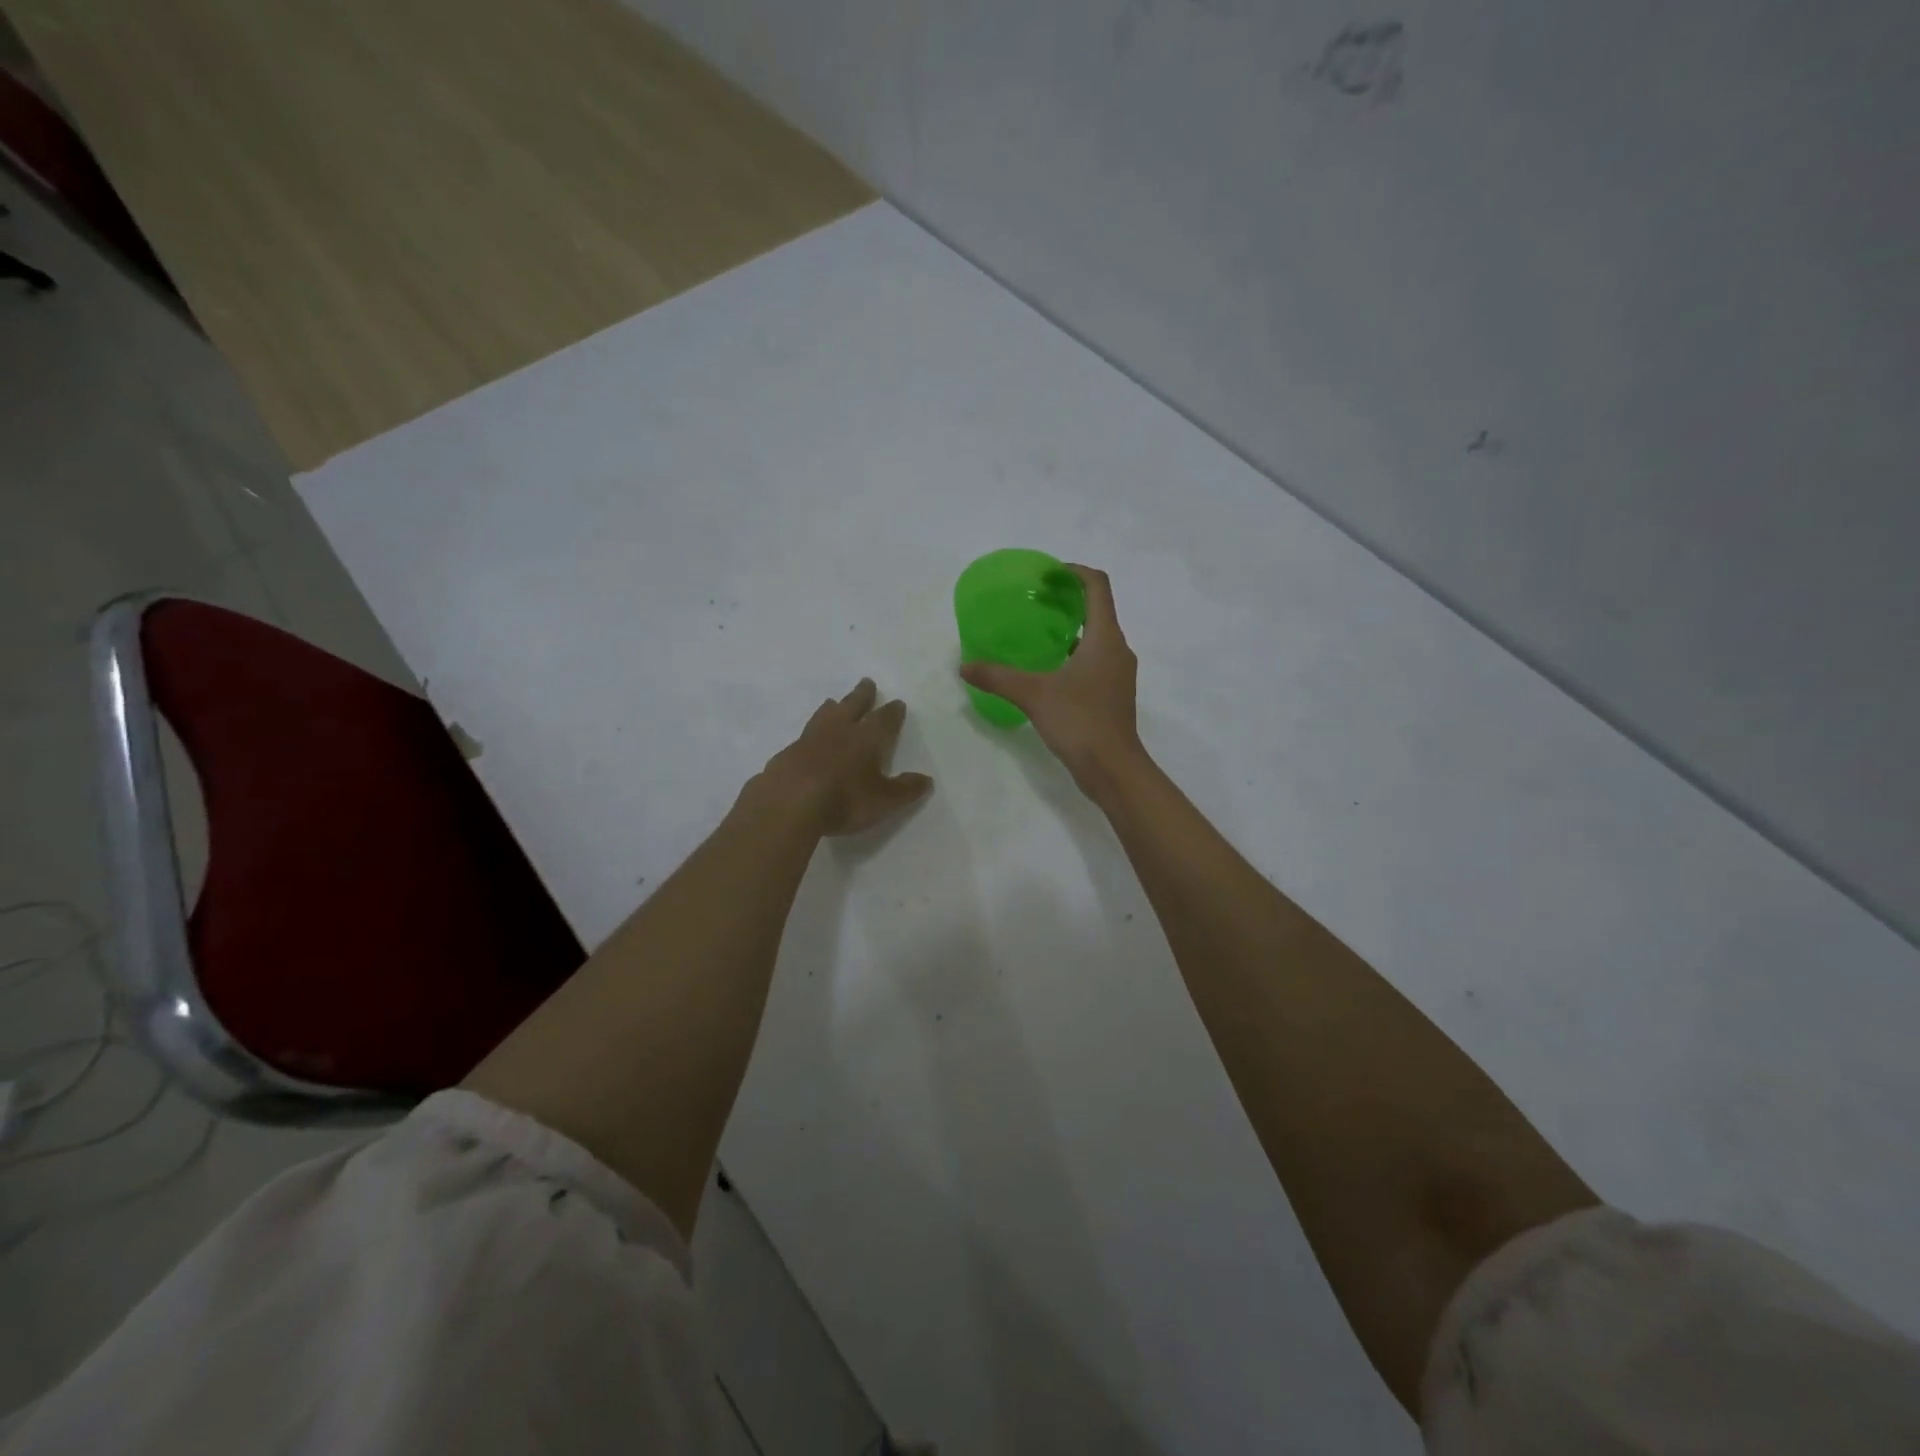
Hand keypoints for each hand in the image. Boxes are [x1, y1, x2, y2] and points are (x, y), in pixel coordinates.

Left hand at [754, 679, 933, 836]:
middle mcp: (839, 731)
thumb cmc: (844, 799)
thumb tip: (926, 780)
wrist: (788, 803)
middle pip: (853, 705)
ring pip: (825, 715)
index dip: (892, 712)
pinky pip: (804, 735)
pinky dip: (811, 732)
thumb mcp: (883, 801)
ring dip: (833, 707)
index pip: (884, 719)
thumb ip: (905, 790)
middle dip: (862, 695)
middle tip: (867, 682)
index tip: (897, 703)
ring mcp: (809, 739)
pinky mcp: (787, 753)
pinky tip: (808, 740)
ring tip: (834, 702)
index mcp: (867, 738)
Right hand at [959, 565, 1142, 793]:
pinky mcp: (1114, 693)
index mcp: (1105, 638)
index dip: (1073, 573)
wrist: (1113, 769)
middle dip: (1068, 600)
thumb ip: (998, 677)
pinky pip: (1096, 659)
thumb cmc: (1079, 722)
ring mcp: (1119, 673)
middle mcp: (1118, 649)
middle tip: (1035, 602)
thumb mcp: (1033, 695)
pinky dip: (1075, 653)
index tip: (1046, 576)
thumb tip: (965, 666)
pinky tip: (1050, 670)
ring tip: (1039, 634)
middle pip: (1098, 609)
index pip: (1097, 586)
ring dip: (1072, 628)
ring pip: (1097, 637)